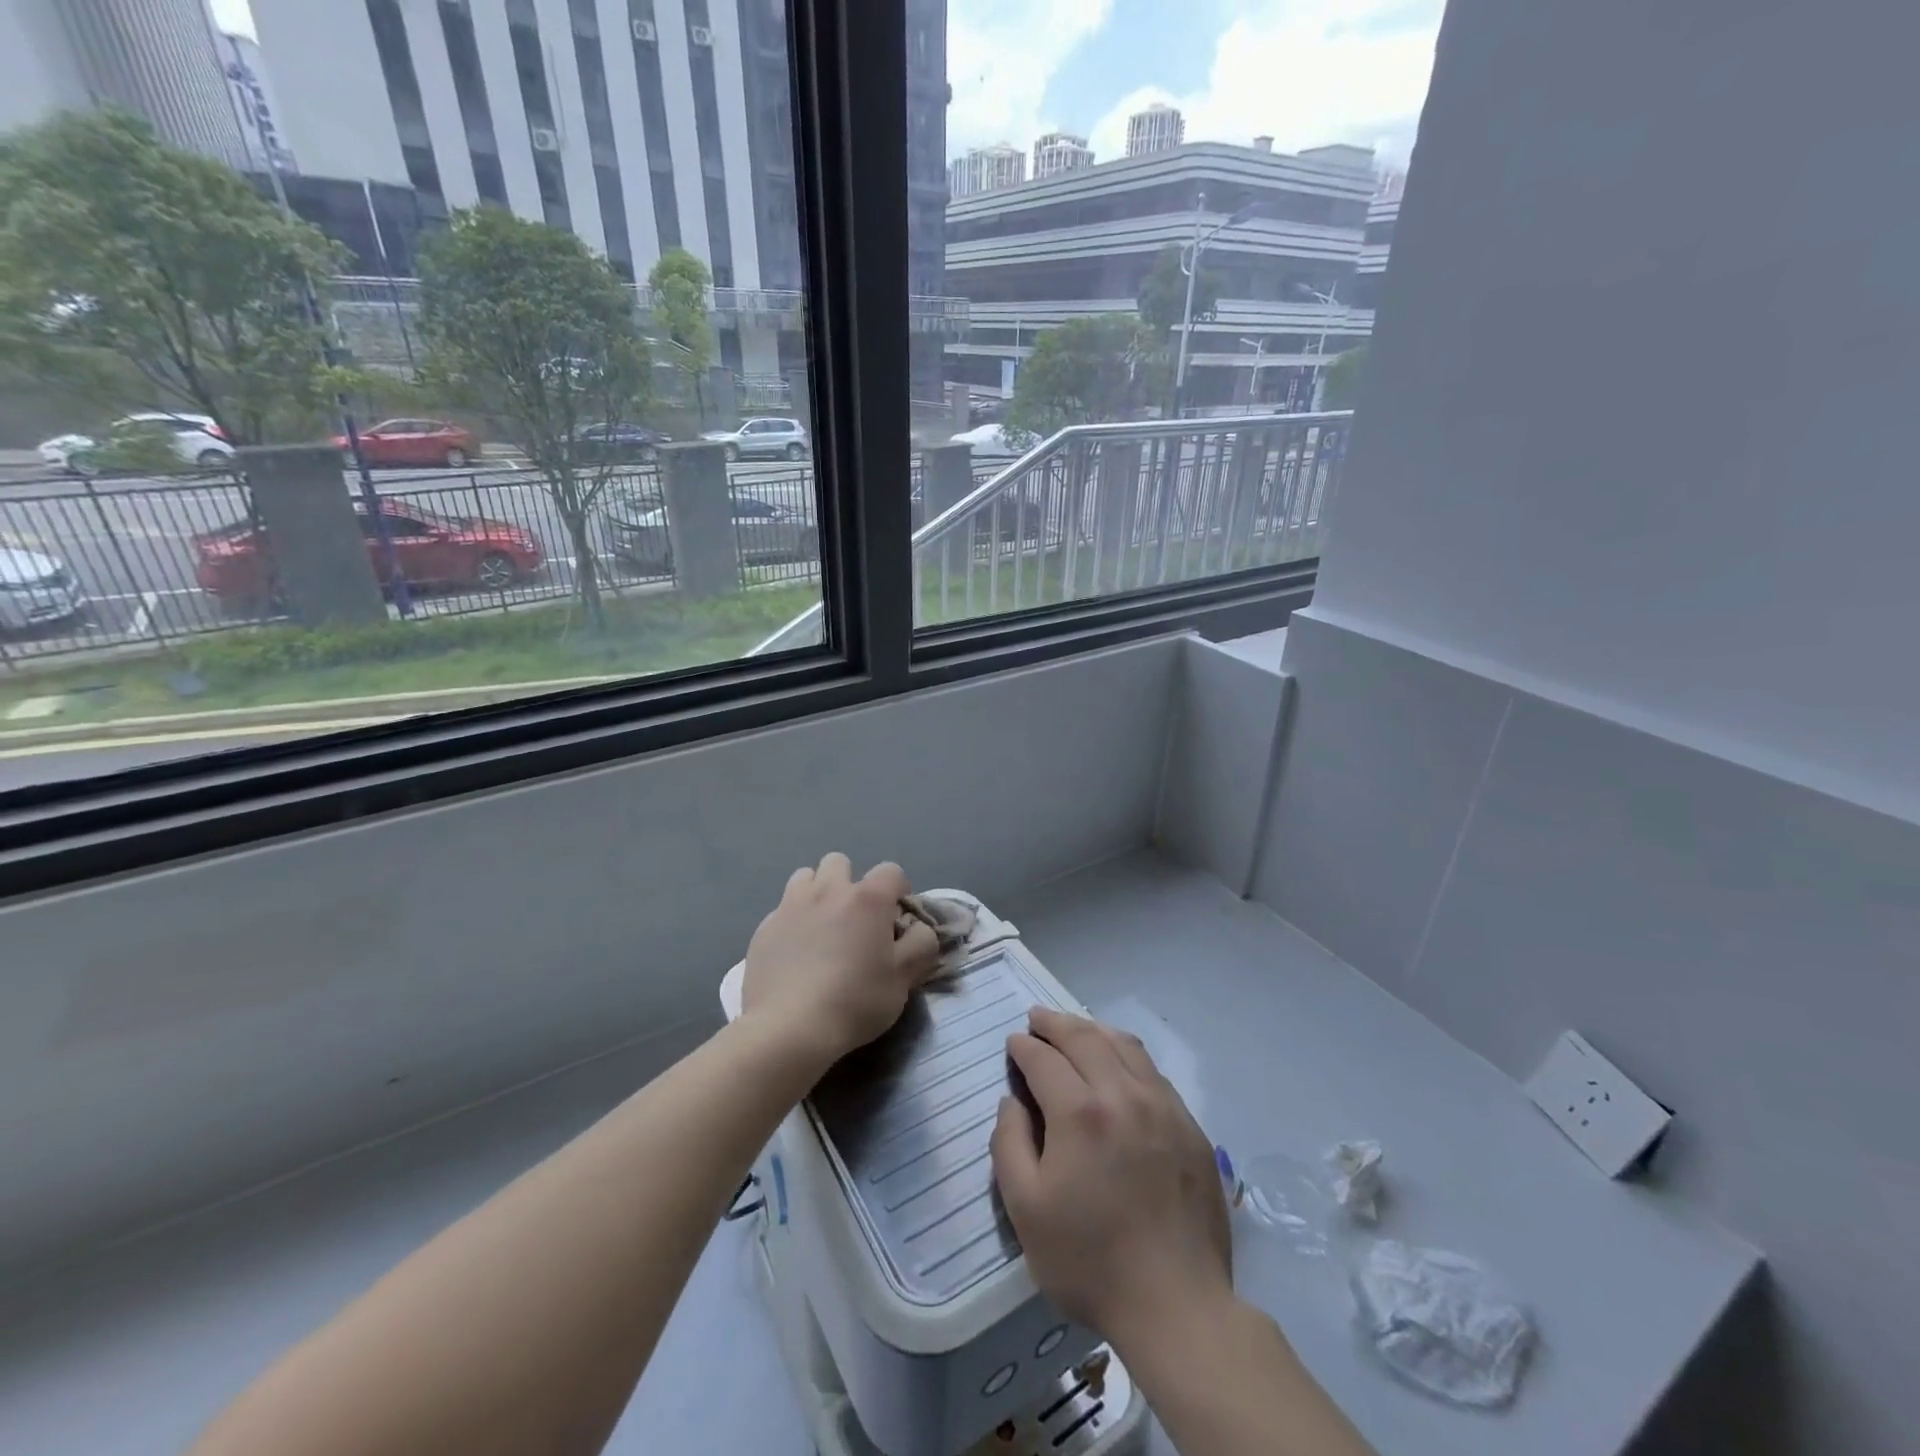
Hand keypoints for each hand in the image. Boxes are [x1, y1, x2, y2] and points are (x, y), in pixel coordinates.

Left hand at [742, 853, 939, 1070]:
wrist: (789, 1029)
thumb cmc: (855, 1001)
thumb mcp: (905, 977)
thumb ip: (922, 943)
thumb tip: (919, 928)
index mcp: (867, 898)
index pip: (892, 871)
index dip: (899, 892)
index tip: (896, 921)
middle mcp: (828, 891)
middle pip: (840, 862)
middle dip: (851, 883)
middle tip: (855, 920)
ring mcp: (790, 906)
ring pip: (805, 877)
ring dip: (817, 893)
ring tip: (822, 927)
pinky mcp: (764, 928)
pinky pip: (782, 910)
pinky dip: (793, 922)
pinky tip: (795, 953)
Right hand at [991, 1008, 1232, 1352]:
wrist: (1178, 1306)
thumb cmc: (1090, 1261)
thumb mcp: (1026, 1210)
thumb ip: (1009, 1143)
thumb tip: (1013, 1100)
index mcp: (1080, 1112)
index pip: (1044, 1058)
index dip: (1024, 1046)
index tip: (1013, 1043)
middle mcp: (1123, 1094)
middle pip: (1084, 1038)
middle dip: (1055, 1023)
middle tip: (1037, 1017)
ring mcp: (1163, 1106)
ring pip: (1124, 1045)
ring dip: (1092, 1029)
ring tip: (1074, 1029)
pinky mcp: (1189, 1125)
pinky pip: (1152, 1070)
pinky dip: (1126, 1053)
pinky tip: (1117, 1063)